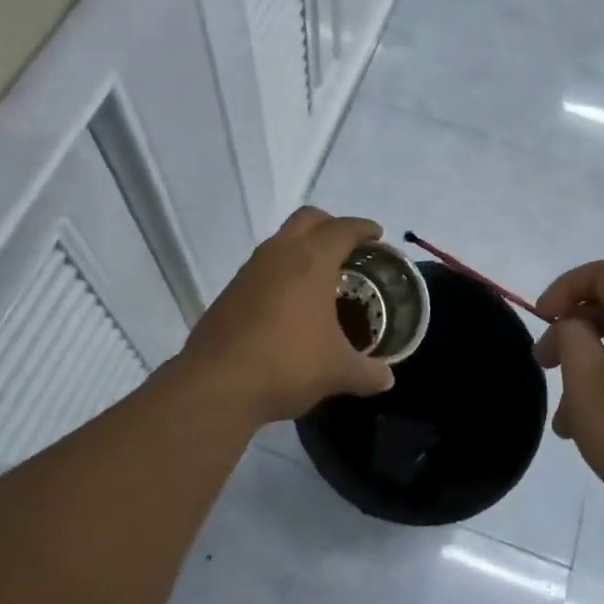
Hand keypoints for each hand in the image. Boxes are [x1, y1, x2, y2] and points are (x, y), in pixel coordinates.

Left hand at [182, 207, 395, 425]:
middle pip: (308, 219)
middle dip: (331, 225)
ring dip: (303, 247)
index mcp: (311, 261)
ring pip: (282, 240)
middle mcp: (280, 254)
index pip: (342, 229)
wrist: (216, 385)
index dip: (363, 229)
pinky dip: (282, 271)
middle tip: (349, 248)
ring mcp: (250, 270)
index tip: (377, 237)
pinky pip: (264, 266)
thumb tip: (387, 379)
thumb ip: (367, 372)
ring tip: (320, 277)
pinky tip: (290, 303)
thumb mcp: (337, 372)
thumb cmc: (287, 365)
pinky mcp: (230, 290)